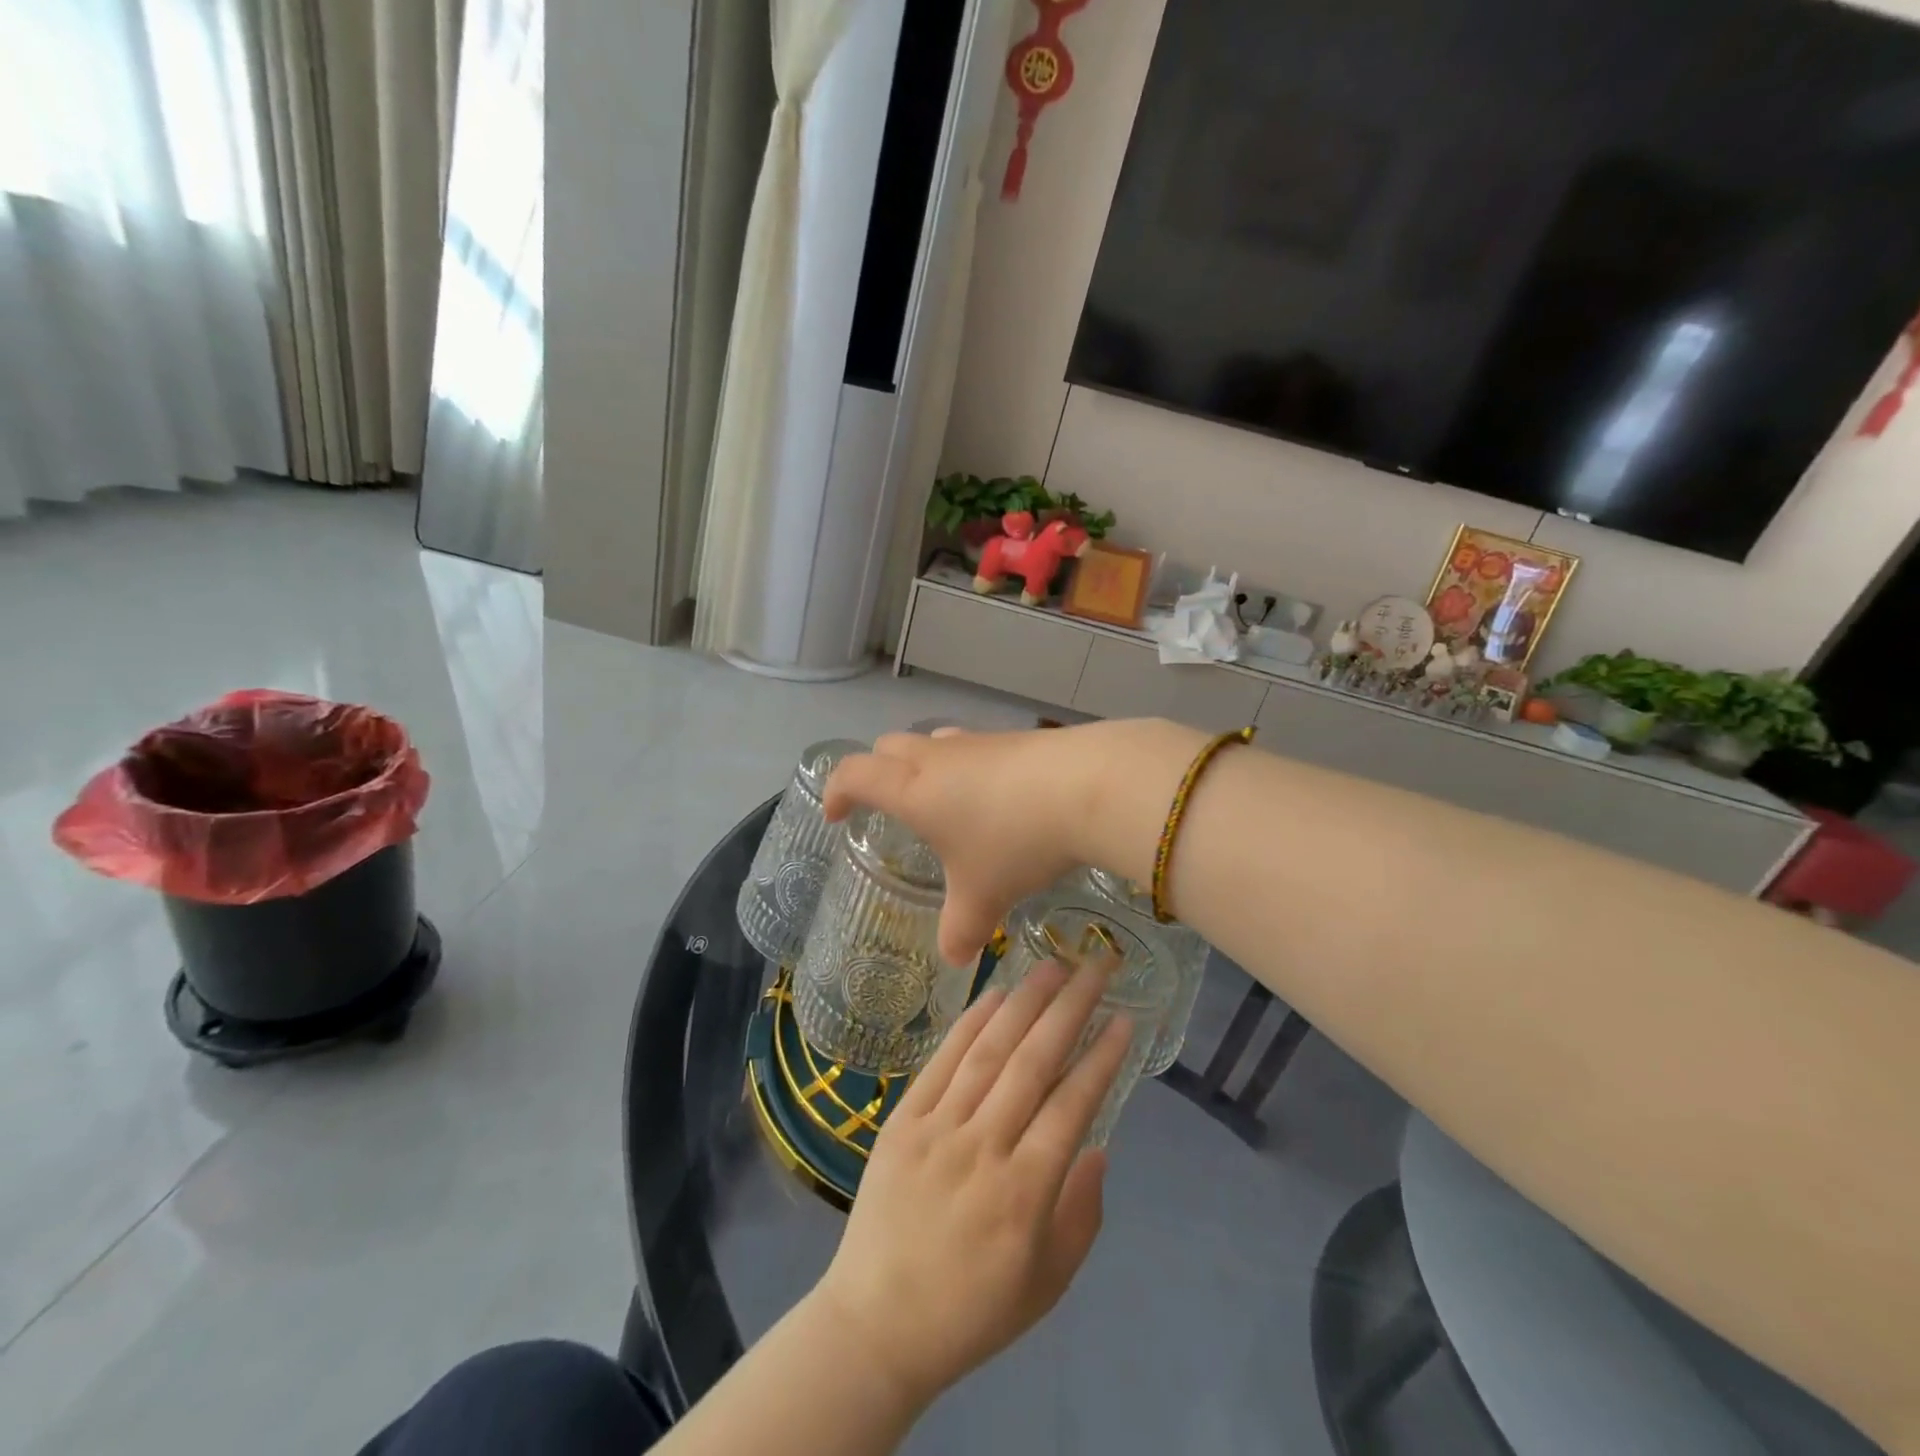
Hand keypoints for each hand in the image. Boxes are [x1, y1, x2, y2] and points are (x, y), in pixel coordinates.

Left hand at [810, 959, 1133, 1407]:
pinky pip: (942, 1061)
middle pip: (1033, 1064)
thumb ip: (1082, 1213)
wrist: (877, 1323)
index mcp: (1024, 1194)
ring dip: (1024, 1002)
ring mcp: (938, 1128)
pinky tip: (995, 994)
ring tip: (1052, 965)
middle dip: (1070, 1009)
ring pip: (989, 1051)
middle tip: (1096, 968)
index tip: (1124, 1019)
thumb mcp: (1047, 1284)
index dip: (1101, 1059)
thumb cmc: (972, 1310)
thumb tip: (1099, 1145)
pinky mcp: (903, 1119)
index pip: (1072, 1107)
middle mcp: (983, 1149)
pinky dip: (971, 1022)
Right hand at [823, 720, 1200, 964]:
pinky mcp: (1017, 739)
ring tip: (943, 803)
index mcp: (913, 789)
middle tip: (888, 807)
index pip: (854, 774)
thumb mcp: (983, 896)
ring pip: (935, 742)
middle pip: (888, 746)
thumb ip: (961, 929)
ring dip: (925, 766)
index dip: (837, 791)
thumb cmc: (1015, 841)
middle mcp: (939, 757)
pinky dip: (969, 768)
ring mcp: (980, 742)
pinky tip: (997, 800)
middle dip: (877, 773)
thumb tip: (954, 957)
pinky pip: (975, 748)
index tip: (836, 817)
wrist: (1088, 785)